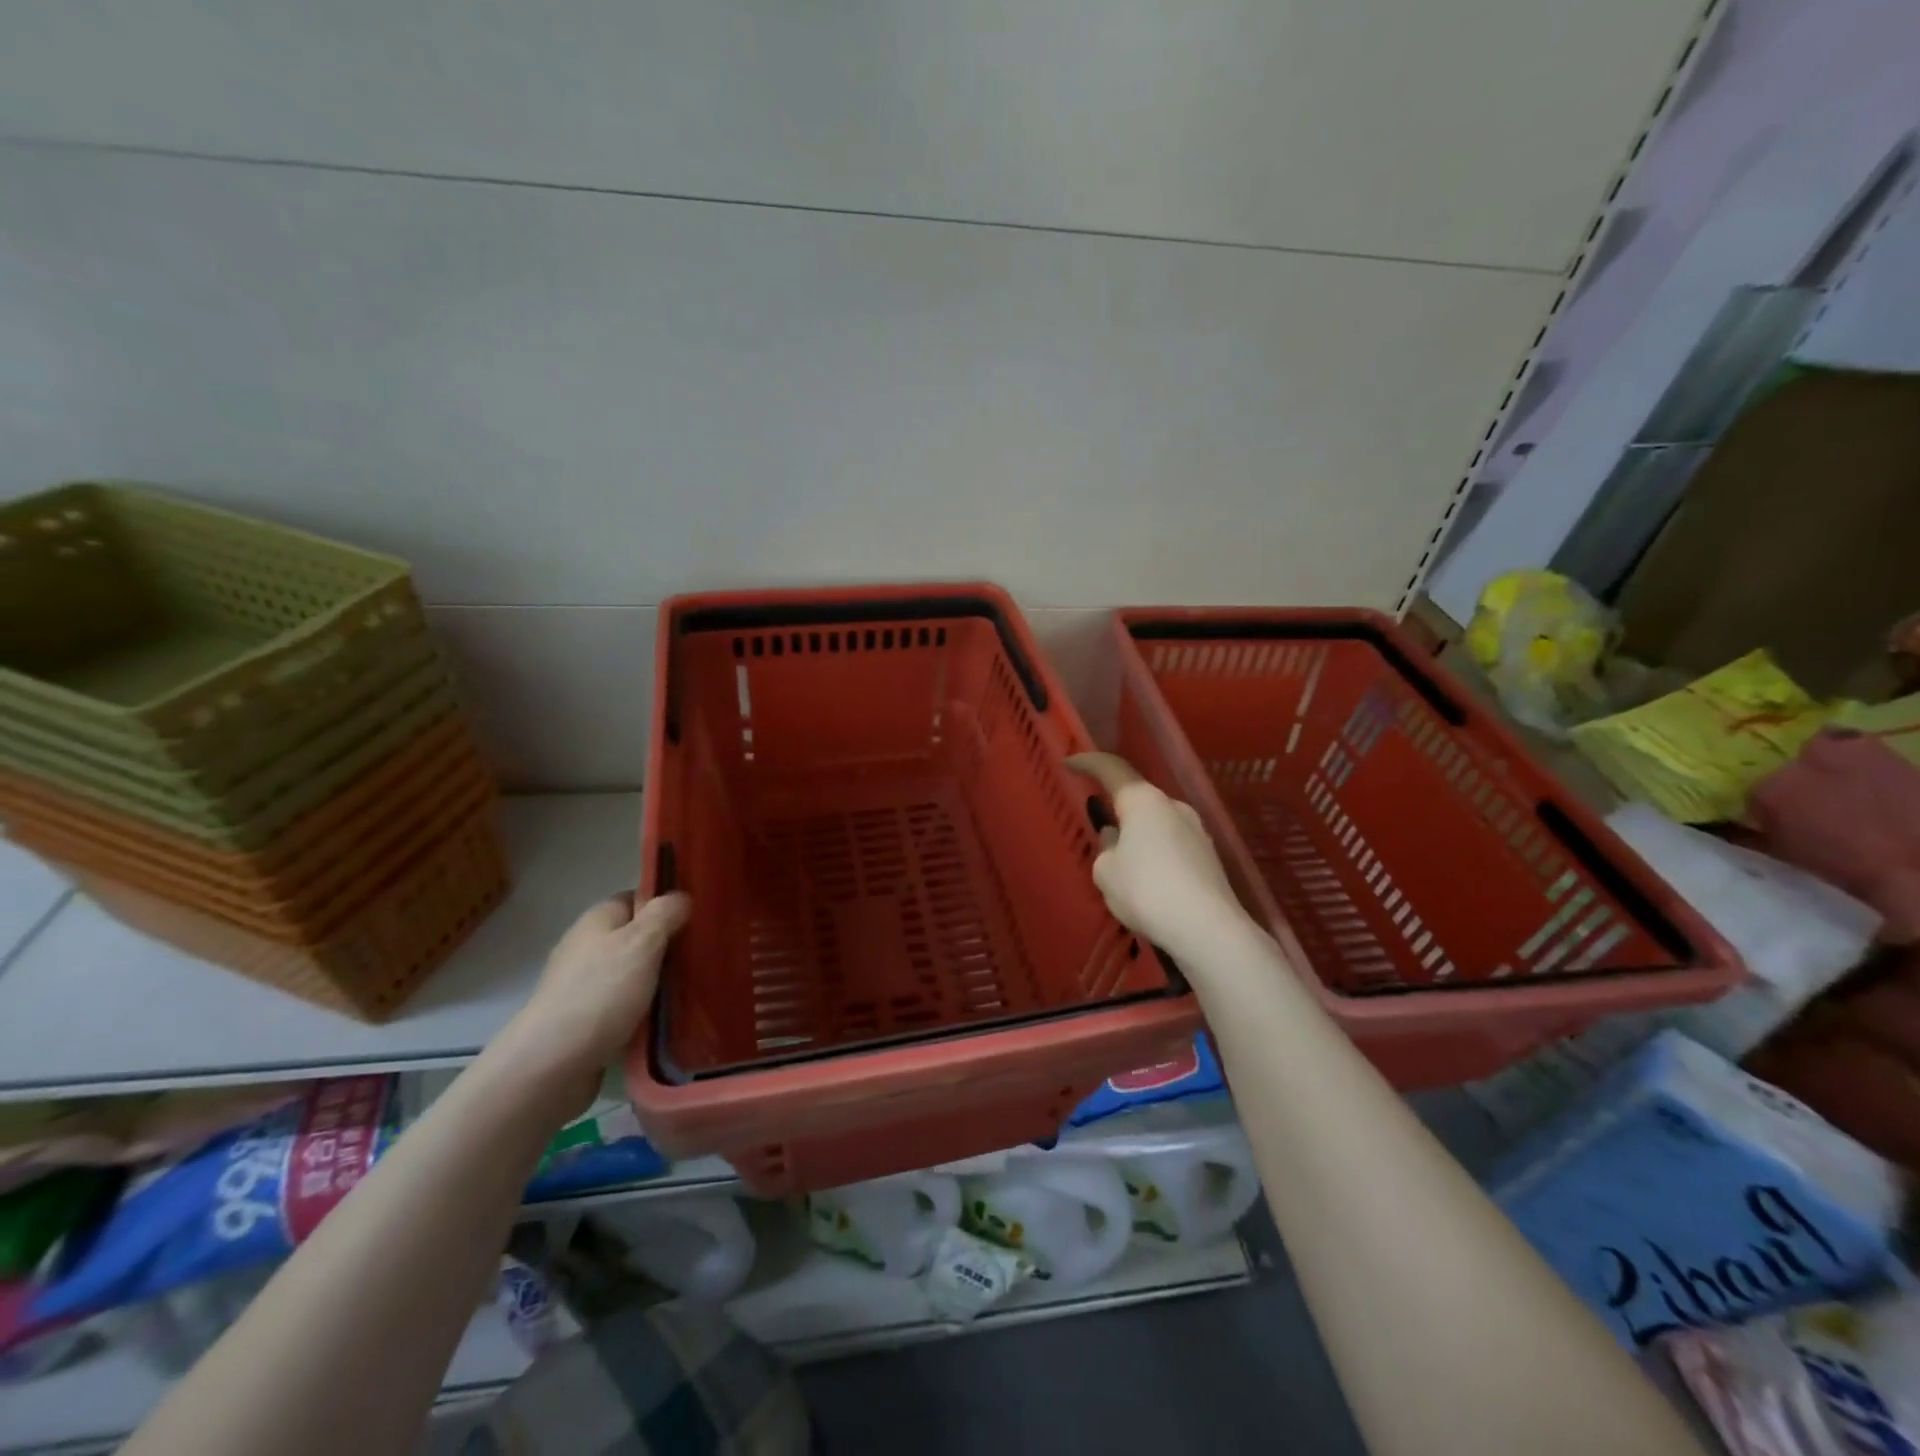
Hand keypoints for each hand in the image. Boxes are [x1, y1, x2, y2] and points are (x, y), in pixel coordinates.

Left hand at [509, 892, 690, 1090]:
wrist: (550, 1066)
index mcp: (597, 919)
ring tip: (692, 989)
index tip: (699, 920)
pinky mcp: (585, 1021)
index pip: (637, 898)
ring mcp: (583, 986)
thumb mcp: (642, 942)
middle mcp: (587, 947)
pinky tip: (666, 1019)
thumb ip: (665, 914)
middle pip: (636, 937)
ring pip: (633, 974)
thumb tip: (680, 897)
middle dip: (667, 947)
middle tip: (703, 957)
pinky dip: (644, 1010)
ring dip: (658, 982)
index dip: (666, 906)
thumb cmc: (601, 993)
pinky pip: (624, 1005)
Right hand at [1068, 752, 1249, 963]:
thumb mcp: (1106, 872)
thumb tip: (1116, 839)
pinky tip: (1148, 883)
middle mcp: (1173, 806)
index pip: (1111, 769)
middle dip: (1117, 809)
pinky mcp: (1209, 858)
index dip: (1088, 763)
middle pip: (1138, 798)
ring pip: (1157, 824)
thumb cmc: (1147, 891)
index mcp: (1143, 801)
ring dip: (1138, 835)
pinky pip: (1172, 846)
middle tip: (1097, 827)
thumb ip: (1105, 849)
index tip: (1069, 762)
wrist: (1208, 929)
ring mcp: (1197, 831)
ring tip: (1122, 865)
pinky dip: (1155, 855)